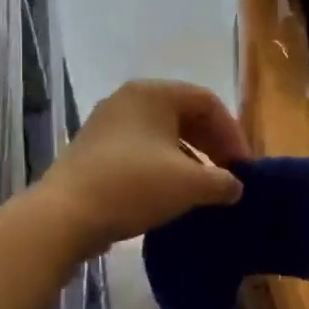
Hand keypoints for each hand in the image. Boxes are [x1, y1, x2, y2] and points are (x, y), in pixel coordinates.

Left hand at [38, 80, 248, 254]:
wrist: (65, 215)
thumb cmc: (134, 185)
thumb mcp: (190, 185)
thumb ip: (223, 182)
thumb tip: (235, 186)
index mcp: (154, 93)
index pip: (207, 102)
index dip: (232, 133)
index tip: (243, 167)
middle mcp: (129, 99)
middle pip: (184, 114)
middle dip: (211, 144)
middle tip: (228, 174)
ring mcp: (107, 123)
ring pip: (161, 134)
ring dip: (189, 158)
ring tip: (202, 188)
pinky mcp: (93, 149)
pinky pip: (140, 149)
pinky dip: (163, 166)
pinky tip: (170, 194)